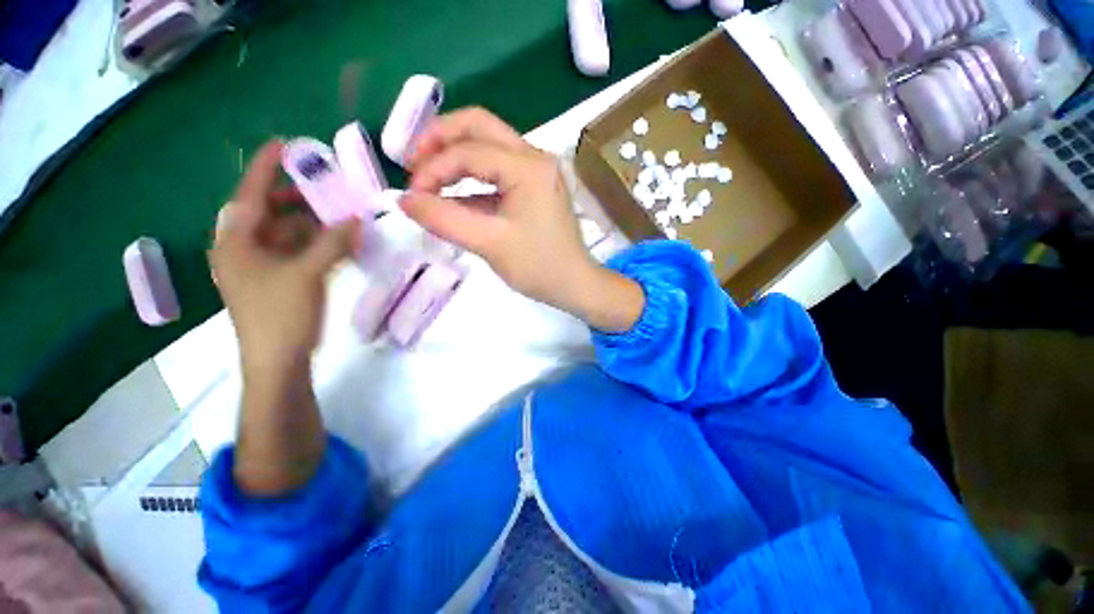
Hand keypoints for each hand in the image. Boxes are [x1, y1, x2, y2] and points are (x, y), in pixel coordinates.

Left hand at [209, 140, 359, 375]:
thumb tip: (355, 218)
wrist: (277, 362)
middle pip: (267, 212)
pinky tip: (336, 243)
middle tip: (325, 187)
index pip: (250, 194)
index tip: (284, 144)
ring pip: (283, 233)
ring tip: (338, 215)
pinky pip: (293, 251)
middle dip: (295, 198)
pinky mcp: (274, 281)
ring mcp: (258, 267)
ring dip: (310, 223)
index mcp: (236, 242)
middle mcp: (242, 250)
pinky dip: (313, 244)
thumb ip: (332, 243)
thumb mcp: (308, 274)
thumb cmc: (282, 316)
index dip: (266, 167)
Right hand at [402, 108, 643, 331]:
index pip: (468, 151)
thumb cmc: (539, 267)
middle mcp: (535, 157)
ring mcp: (538, 170)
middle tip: (413, 163)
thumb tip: (403, 200)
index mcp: (528, 166)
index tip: (412, 196)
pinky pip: (498, 169)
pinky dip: (472, 178)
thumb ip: (444, 219)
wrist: (575, 284)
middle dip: (440, 140)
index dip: (432, 169)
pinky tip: (454, 197)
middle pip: (478, 126)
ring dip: (455, 156)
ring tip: (428, 179)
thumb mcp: (489, 244)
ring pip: (488, 144)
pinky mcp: (535, 185)